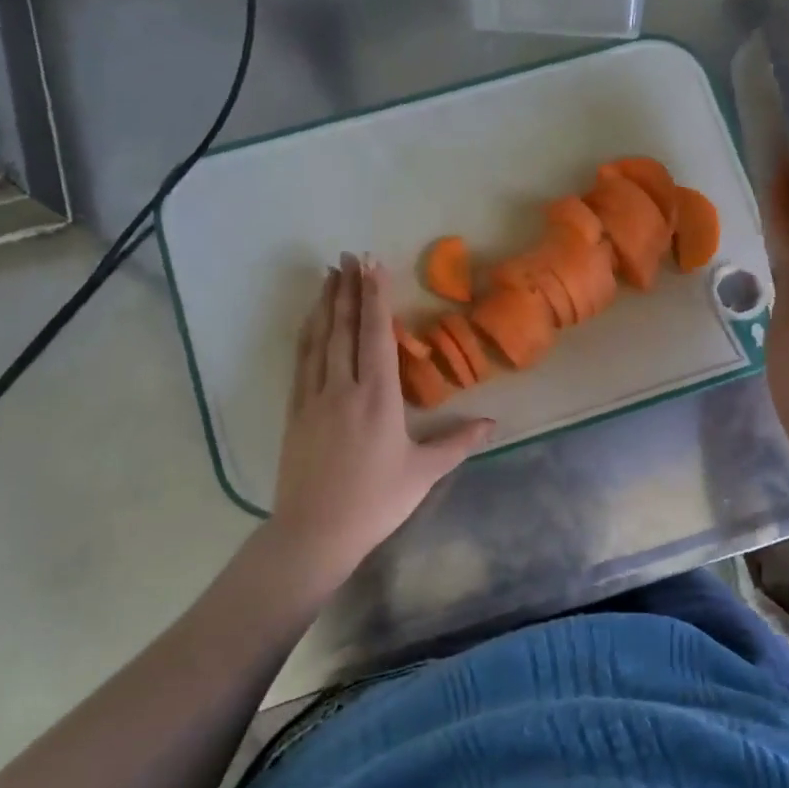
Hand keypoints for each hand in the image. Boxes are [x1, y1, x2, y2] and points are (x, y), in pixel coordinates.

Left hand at [271, 255, 493, 584]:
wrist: (315, 532)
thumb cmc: (377, 502)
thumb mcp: (425, 472)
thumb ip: (458, 442)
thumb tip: (492, 422)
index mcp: (378, 399)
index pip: (377, 337)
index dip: (376, 298)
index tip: (374, 265)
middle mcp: (343, 389)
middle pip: (346, 329)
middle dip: (349, 289)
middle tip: (349, 255)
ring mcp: (314, 398)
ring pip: (320, 340)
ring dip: (326, 304)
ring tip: (329, 275)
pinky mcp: (295, 412)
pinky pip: (302, 362)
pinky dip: (308, 335)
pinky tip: (310, 322)